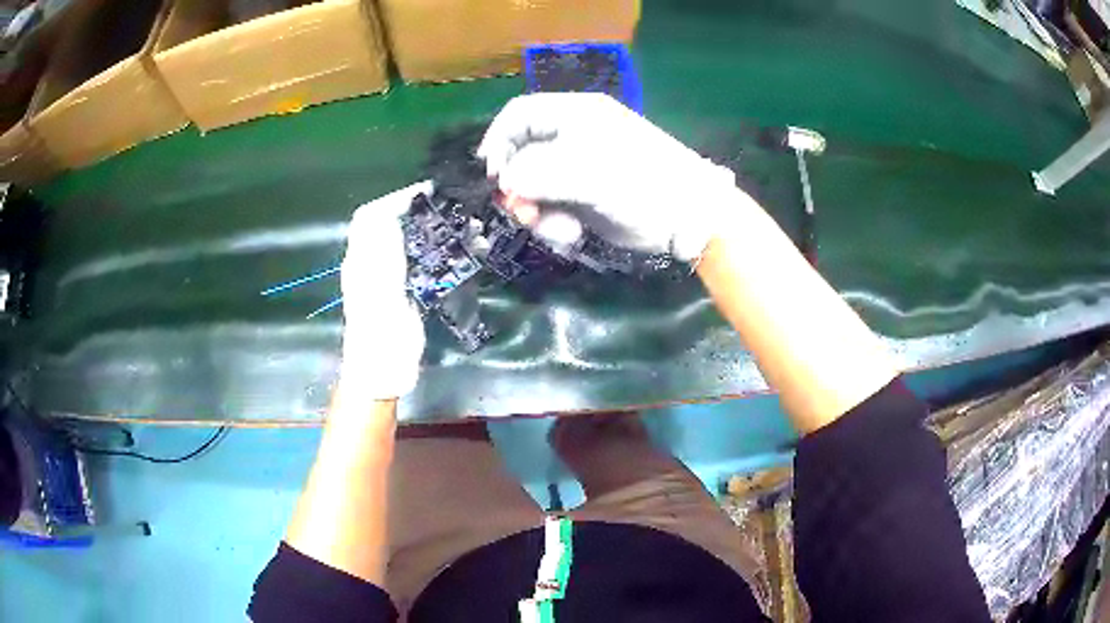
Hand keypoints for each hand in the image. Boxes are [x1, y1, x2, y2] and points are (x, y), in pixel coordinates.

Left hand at [338, 181, 429, 399]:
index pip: (371, 216)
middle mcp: (369, 265)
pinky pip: (411, 259)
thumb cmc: (379, 342)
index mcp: (361, 263)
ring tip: (451, 221)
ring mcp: (383, 279)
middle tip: (445, 204)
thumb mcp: (380, 298)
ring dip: (421, 225)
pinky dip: (429, 247)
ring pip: (398, 239)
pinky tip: (449, 250)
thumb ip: (385, 257)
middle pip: (384, 224)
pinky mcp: (398, 292)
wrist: (380, 377)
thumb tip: (390, 217)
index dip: (394, 198)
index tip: (427, 192)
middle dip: (410, 207)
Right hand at [478, 93, 748, 260]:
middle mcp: (571, 137)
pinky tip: (573, 235)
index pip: (520, 115)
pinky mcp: (582, 197)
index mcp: (576, 115)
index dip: (498, 141)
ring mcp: (576, 169)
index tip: (492, 175)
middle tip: (523, 214)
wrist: (689, 218)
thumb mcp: (592, 174)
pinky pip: (550, 207)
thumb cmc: (646, 185)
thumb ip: (541, 174)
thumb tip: (505, 183)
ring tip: (560, 230)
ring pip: (532, 186)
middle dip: (517, 187)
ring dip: (536, 212)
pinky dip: (554, 224)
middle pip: (520, 154)